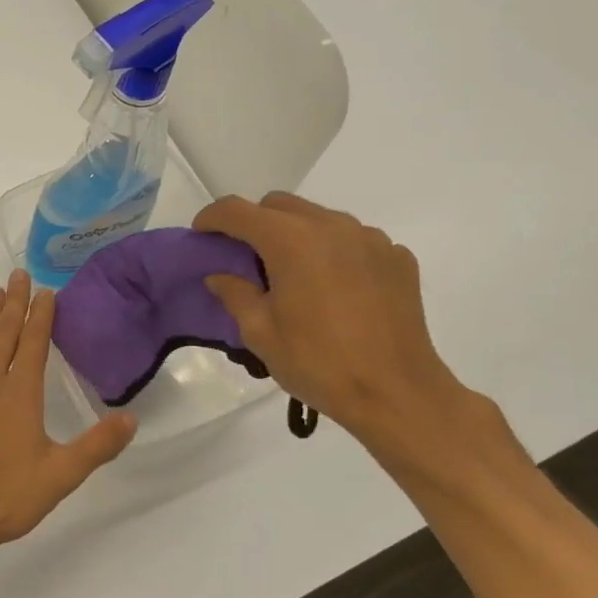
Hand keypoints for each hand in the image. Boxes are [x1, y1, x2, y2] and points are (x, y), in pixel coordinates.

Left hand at [0, 270, 136, 560]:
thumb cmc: (3, 496)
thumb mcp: (59, 476)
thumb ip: (96, 446)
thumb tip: (132, 418)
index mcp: (20, 394)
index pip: (34, 344)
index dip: (41, 316)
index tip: (46, 290)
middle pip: (3, 336)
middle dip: (14, 304)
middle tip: (17, 273)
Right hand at [193, 192, 480, 456]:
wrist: (396, 393)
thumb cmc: (318, 363)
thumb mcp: (260, 333)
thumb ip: (235, 294)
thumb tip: (220, 276)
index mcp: (292, 241)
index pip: (238, 211)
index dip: (212, 218)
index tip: (201, 235)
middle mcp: (332, 226)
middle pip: (279, 205)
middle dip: (254, 222)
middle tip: (243, 257)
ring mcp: (370, 238)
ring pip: (319, 218)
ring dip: (295, 234)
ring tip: (291, 274)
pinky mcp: (396, 258)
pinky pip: (353, 240)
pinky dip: (333, 252)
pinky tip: (333, 288)